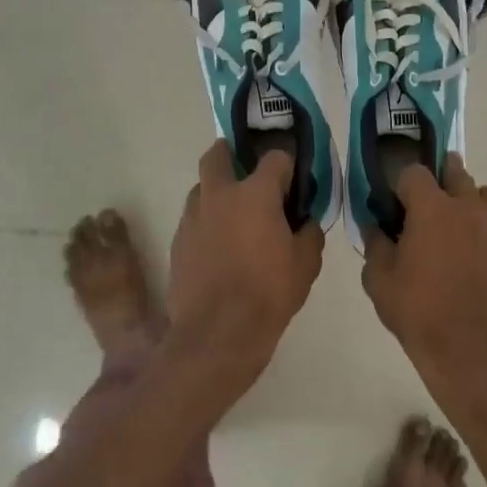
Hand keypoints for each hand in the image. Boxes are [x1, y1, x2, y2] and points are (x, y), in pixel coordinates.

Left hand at [163, 141, 324, 405]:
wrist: (217, 333)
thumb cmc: (269, 293)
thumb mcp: (306, 264)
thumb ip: (309, 233)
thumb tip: (305, 221)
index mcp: (256, 193)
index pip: (275, 158)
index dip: (287, 165)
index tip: (293, 181)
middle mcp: (219, 194)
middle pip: (218, 154)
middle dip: (232, 154)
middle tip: (247, 173)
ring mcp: (193, 216)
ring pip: (201, 187)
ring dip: (217, 192)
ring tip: (234, 217)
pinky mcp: (177, 240)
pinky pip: (193, 218)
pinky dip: (206, 222)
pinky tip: (219, 247)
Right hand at [362, 155, 486, 406]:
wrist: (473, 352)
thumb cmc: (419, 314)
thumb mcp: (379, 281)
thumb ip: (375, 244)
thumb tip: (376, 225)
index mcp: (432, 209)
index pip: (414, 172)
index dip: (402, 184)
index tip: (397, 203)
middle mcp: (469, 206)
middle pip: (454, 172)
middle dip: (439, 182)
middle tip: (428, 209)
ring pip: (486, 194)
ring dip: (470, 201)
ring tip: (460, 228)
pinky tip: (481, 256)